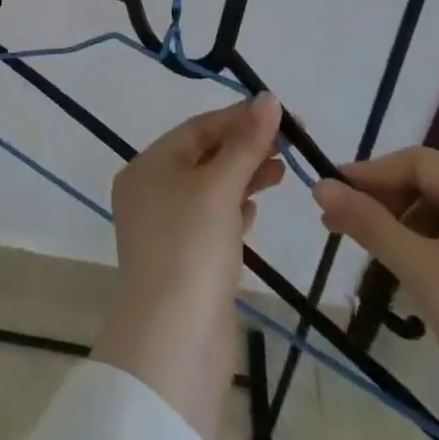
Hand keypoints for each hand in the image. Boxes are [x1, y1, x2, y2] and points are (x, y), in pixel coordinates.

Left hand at [91, 93, 283, 439]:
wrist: (174, 341)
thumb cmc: (192, 247)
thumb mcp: (220, 187)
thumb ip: (246, 142)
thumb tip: (268, 98)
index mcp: (147, 167)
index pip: (198, 128)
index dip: (240, 118)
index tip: (281, 114)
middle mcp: (150, 192)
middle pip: (204, 156)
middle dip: (245, 147)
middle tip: (291, 143)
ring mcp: (165, 229)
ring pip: (210, 189)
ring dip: (244, 176)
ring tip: (283, 172)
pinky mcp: (183, 261)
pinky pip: (211, 221)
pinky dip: (234, 209)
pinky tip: (255, 209)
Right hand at [318, 149, 438, 439]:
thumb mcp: (419, 268)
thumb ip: (367, 222)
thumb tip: (320, 185)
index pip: (417, 162)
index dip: (370, 174)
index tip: (331, 195)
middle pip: (434, 186)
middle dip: (386, 204)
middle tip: (344, 228)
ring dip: (408, 229)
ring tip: (378, 259)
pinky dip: (436, 250)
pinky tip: (418, 278)